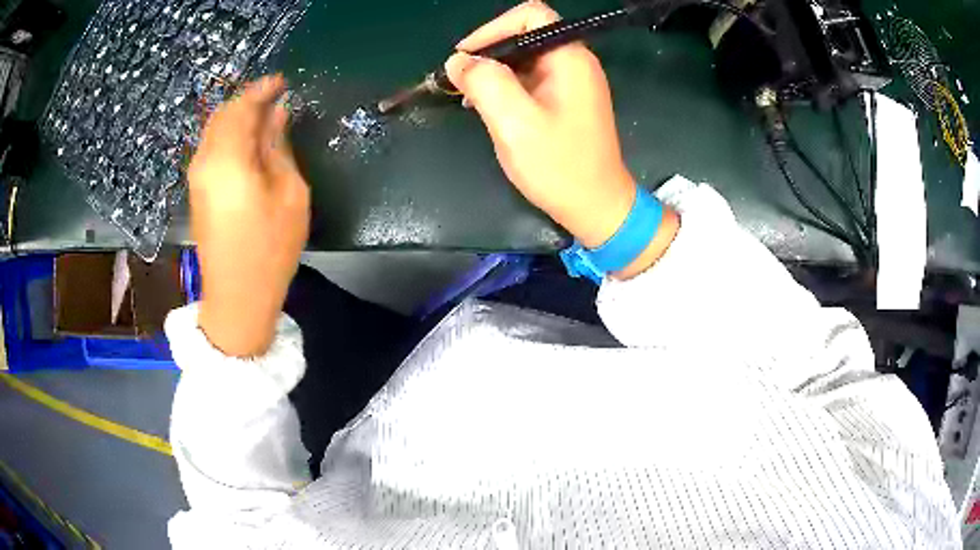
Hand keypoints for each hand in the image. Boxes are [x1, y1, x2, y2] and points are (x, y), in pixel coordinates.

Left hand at [188, 75, 308, 356]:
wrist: (237, 297)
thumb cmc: (270, 248)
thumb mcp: (289, 193)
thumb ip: (279, 147)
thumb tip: (278, 114)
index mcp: (228, 159)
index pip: (242, 107)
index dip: (262, 89)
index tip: (283, 81)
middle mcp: (205, 161)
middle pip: (223, 114)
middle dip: (248, 101)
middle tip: (277, 99)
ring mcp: (197, 176)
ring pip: (215, 129)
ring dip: (238, 117)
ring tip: (267, 118)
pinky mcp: (197, 190)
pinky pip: (211, 147)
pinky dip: (230, 135)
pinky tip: (249, 143)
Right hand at [445, 1, 677, 277]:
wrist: (597, 207)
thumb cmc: (560, 166)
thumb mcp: (515, 123)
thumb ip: (485, 83)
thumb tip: (458, 61)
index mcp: (569, 59)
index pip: (530, 15)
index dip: (493, 29)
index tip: (466, 57)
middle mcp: (574, 62)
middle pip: (525, 35)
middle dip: (489, 53)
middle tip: (461, 81)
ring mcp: (572, 82)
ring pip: (524, 59)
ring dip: (494, 72)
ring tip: (469, 97)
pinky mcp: (566, 100)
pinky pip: (530, 79)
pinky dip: (506, 87)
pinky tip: (489, 107)